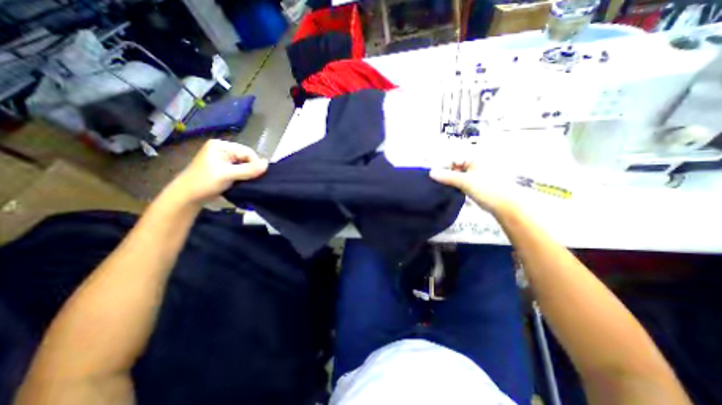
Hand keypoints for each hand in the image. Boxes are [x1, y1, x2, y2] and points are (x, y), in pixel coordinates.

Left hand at [166, 140, 267, 208]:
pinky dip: (244, 177)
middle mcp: (224, 150)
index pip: (248, 152)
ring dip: (248, 174)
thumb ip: (249, 169)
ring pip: (245, 165)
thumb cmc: (204, 183)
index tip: (255, 177)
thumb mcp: (228, 175)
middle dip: (251, 169)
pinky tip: (242, 183)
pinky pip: (241, 170)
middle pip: (247, 158)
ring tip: (245, 182)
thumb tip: (268, 164)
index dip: (255, 164)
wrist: (187, 198)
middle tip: (249, 180)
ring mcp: (224, 159)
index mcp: (221, 145)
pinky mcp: (225, 169)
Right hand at [427, 161, 519, 215]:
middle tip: (441, 182)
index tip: (436, 176)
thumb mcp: (465, 181)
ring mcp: (477, 173)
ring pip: (458, 174)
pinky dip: (456, 185)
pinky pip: (462, 181)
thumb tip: (431, 173)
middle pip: (455, 166)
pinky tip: (453, 190)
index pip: (454, 158)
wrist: (507, 205)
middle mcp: (476, 163)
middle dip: (447, 173)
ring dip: (451, 180)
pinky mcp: (477, 183)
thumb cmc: (487, 189)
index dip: (444, 166)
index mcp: (475, 158)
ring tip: (445, 187)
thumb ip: (447, 176)